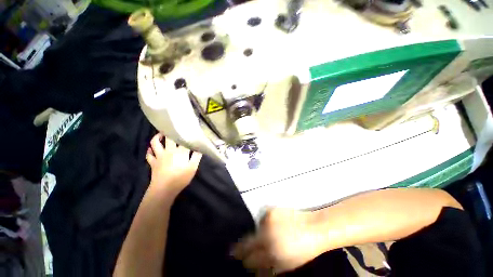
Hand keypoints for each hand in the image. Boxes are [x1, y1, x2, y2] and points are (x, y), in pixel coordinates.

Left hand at [146, 133, 201, 195]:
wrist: (164, 189)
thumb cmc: (180, 178)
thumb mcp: (193, 167)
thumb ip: (197, 157)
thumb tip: (200, 148)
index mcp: (180, 152)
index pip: (184, 140)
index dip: (186, 135)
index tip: (188, 130)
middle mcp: (169, 151)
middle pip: (169, 138)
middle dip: (170, 132)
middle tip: (172, 128)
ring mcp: (159, 156)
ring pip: (155, 143)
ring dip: (156, 138)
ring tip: (160, 134)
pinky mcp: (153, 163)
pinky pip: (149, 155)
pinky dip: (149, 151)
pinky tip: (151, 149)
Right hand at [232, 209, 322, 273]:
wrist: (313, 228)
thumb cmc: (302, 250)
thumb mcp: (285, 265)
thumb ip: (268, 268)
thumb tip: (253, 269)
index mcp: (271, 253)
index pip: (249, 259)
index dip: (245, 260)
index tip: (241, 259)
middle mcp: (266, 236)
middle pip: (246, 243)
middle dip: (241, 248)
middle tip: (237, 250)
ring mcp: (267, 221)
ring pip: (254, 230)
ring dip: (257, 234)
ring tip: (267, 235)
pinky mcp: (270, 210)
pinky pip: (261, 219)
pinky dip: (264, 223)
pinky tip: (272, 225)